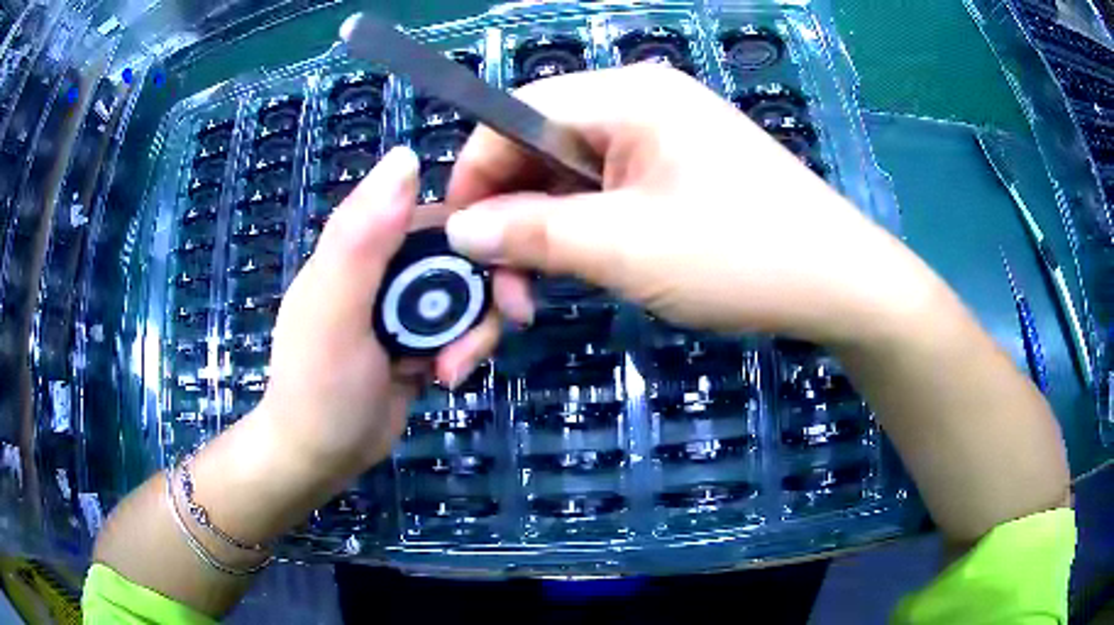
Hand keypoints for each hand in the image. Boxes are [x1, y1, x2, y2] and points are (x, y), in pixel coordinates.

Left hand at [251, 146, 496, 483]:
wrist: (320, 457)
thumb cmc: (319, 387)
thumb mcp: (335, 313)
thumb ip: (361, 238)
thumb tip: (405, 156)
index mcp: (363, 244)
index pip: (439, 214)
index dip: (482, 235)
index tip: (509, 273)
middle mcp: (387, 266)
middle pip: (463, 256)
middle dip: (485, 294)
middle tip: (497, 330)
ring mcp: (404, 305)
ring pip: (468, 296)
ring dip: (475, 332)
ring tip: (452, 371)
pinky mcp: (419, 339)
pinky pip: (461, 329)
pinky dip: (465, 351)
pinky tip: (446, 378)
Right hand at [446, 64, 936, 346]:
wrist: (837, 282)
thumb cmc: (739, 255)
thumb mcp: (624, 247)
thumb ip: (532, 233)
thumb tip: (460, 231)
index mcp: (628, 95)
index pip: (517, 114)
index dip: (476, 172)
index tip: (460, 238)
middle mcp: (641, 102)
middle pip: (542, 145)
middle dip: (513, 214)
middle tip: (506, 287)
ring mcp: (664, 137)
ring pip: (573, 174)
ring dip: (547, 230)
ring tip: (540, 292)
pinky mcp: (680, 171)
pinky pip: (608, 190)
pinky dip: (584, 230)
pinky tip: (585, 269)